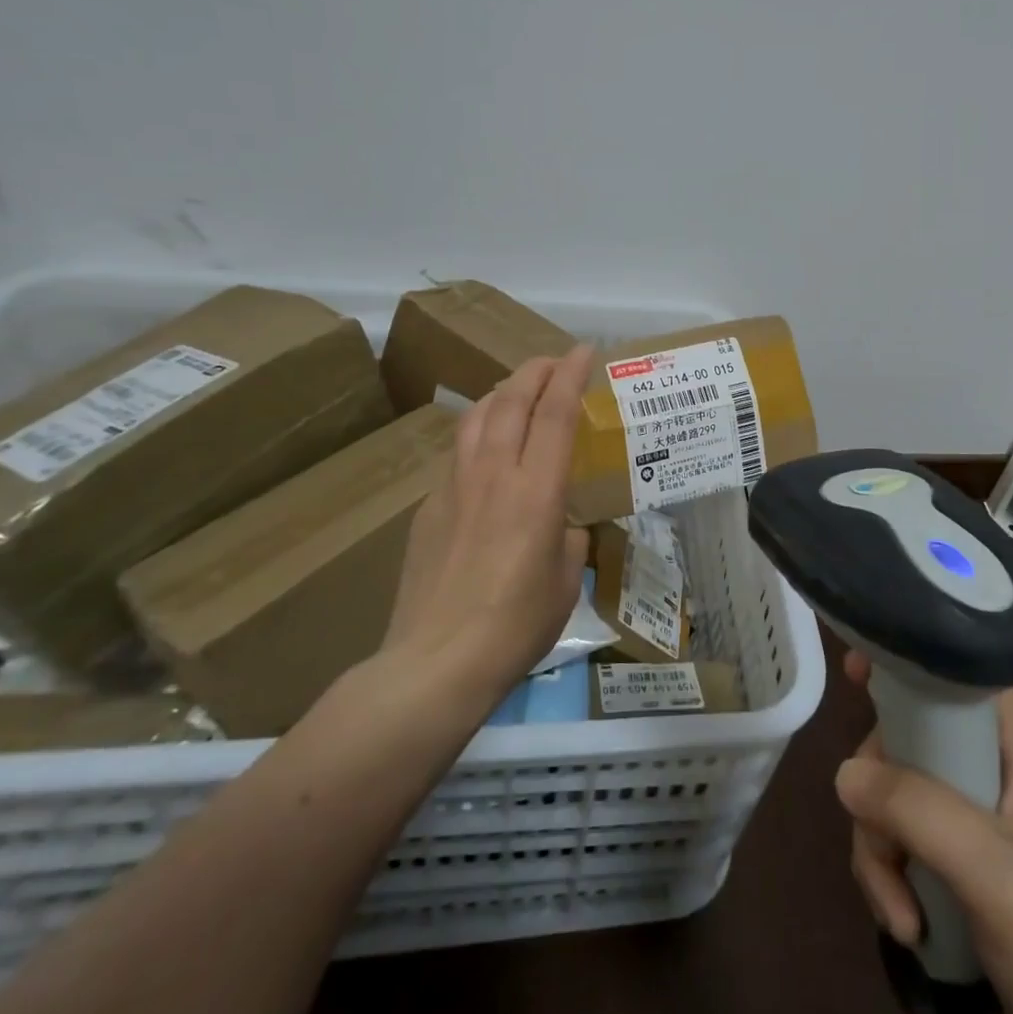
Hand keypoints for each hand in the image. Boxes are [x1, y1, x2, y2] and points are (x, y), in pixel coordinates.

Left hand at [380, 346, 593, 700]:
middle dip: (536, 370)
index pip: (556, 412)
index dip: (571, 374)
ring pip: (476, 417)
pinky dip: (479, 434)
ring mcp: (454, 487)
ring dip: (503, 392)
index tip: (585, 351)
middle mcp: (494, 474)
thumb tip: (561, 525)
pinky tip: (486, 452)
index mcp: (536, 490)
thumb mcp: (566, 580)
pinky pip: (457, 453)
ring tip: (519, 390)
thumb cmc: (516, 625)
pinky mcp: (428, 507)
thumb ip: (568, 538)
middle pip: (512, 399)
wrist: (435, 662)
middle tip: (555, 362)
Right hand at [837, 652, 1012, 1013]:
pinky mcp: (957, 873)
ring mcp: (972, 828)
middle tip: (878, 838)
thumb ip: (921, 812)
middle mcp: (989, 778)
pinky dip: (890, 883)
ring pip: (896, 801)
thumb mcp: (997, 874)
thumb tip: (843, 773)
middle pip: (910, 744)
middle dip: (881, 792)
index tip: (857, 673)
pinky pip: (900, 849)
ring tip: (901, 916)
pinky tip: (907, 929)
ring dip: (881, 854)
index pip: (960, 678)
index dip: (911, 665)